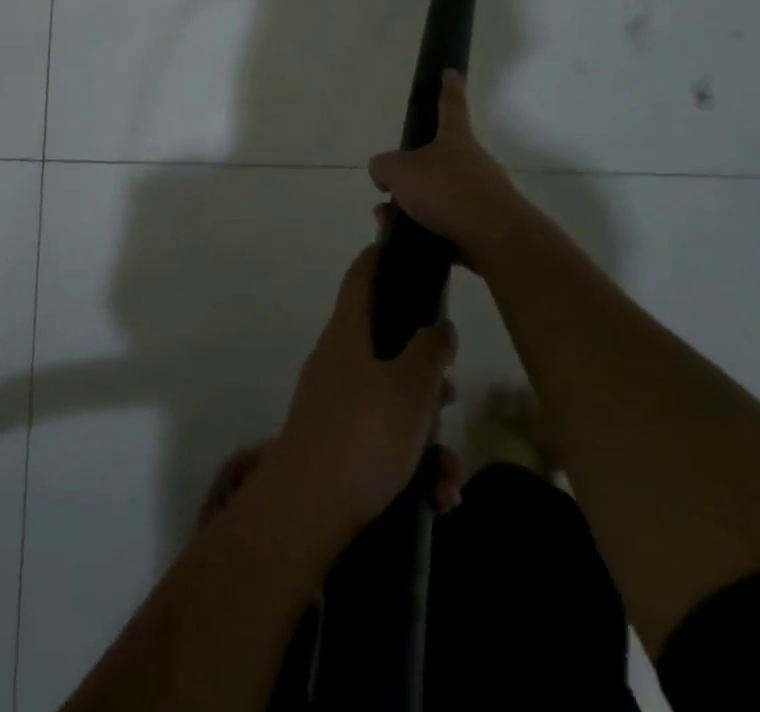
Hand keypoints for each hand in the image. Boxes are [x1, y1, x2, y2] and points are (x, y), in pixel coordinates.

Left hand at [265, 245, 458, 541]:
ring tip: (450, 475)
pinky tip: (438, 498)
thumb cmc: (364, 433)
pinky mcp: (337, 446)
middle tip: (451, 395)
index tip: (401, 248)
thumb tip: (439, 324)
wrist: (308, 510)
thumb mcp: (411, 389)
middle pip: (386, 347)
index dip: (380, 258)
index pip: (361, 278)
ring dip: (427, 436)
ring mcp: (334, 404)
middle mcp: (337, 361)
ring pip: (392, 404)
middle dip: (426, 375)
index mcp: (348, 333)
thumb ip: (430, 352)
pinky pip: (383, 443)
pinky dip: (412, 466)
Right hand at [369, 70, 533, 274]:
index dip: (448, 88)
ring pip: (440, 197)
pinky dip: (427, 233)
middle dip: (413, 173)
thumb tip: (384, 175)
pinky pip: (448, 226)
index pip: (450, 105)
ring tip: (390, 223)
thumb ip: (383, 167)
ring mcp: (482, 196)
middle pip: (438, 159)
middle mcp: (472, 163)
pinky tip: (409, 244)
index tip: (451, 72)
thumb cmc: (446, 191)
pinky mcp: (485, 228)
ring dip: (414, 208)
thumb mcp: (398, 171)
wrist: (496, 240)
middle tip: (390, 189)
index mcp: (455, 139)